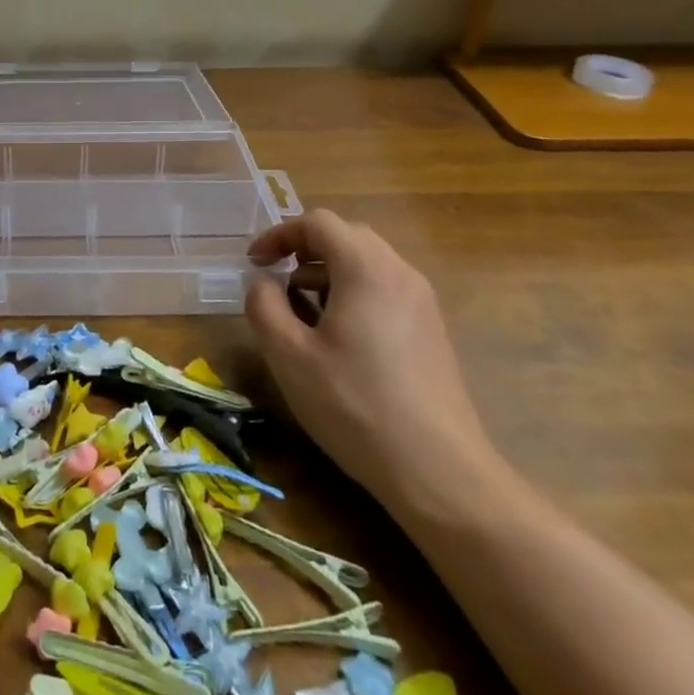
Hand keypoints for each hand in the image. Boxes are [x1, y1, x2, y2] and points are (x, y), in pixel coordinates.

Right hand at [245, 210, 504, 518]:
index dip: (279, 234)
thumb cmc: (355, 405)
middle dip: (304, 250)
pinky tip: (337, 337)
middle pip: (346, 237)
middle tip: (275, 279)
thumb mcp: (289, 355)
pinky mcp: (432, 330)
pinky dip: (352, 293)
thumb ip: (264, 305)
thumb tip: (262, 281)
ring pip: (368, 263)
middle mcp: (400, 272)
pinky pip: (385, 289)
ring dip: (327, 273)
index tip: (254, 263)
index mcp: (366, 268)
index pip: (318, 223)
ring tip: (300, 310)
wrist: (439, 471)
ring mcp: (422, 302)